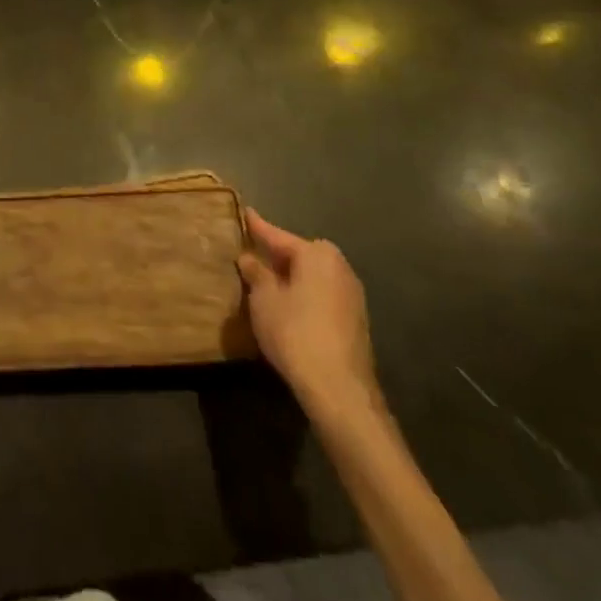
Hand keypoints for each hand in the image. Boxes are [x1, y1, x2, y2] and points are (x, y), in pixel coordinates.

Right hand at [237, 211, 379, 418]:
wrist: (339, 388)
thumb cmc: (295, 332)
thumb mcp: (264, 299)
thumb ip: (255, 273)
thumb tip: (248, 257)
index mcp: (316, 254)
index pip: (278, 236)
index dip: (257, 227)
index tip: (244, 212)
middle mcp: (339, 266)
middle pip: (299, 254)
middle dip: (276, 254)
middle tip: (251, 252)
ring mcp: (351, 294)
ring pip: (312, 275)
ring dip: (291, 276)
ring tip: (266, 280)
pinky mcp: (355, 319)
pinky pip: (321, 294)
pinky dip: (304, 293)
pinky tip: (288, 305)